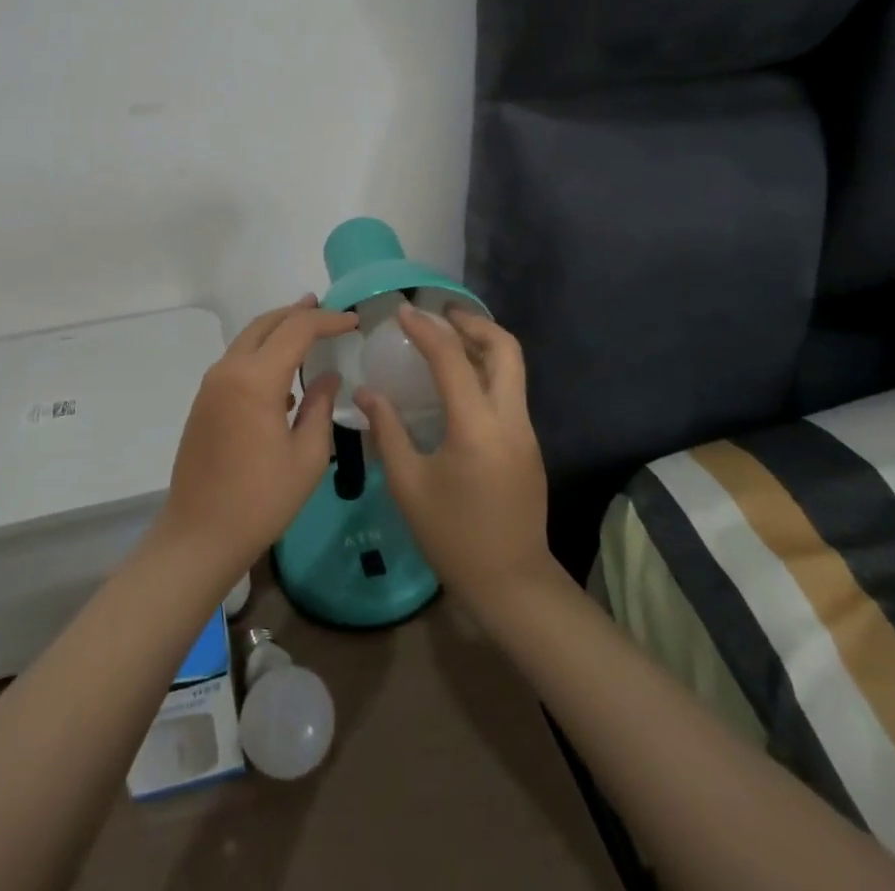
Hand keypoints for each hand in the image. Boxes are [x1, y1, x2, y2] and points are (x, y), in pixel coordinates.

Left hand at [155, 296, 358, 581]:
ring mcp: (211, 385)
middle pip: (266, 324)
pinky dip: (262, 352)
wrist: (198, 536)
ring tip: (308, 330)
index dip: (327, 321)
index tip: (353, 322)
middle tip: (327, 311)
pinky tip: (284, 373)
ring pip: (248, 339)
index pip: (296, 330)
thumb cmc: (261, 501)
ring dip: (278, 330)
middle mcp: (228, 370)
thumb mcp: (307, 457)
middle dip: (298, 313)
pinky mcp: (204, 401)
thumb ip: (321, 408)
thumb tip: (328, 378)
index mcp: (255, 379)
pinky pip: (237, 361)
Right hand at [357, 305, 555, 616]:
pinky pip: (510, 389)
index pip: (452, 359)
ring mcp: (525, 430)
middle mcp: (509, 419)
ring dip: (483, 343)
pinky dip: (487, 369)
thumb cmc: (452, 536)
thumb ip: (387, 431)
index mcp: (476, 427)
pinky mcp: (529, 443)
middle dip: (473, 323)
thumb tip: (366, 392)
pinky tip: (460, 380)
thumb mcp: (408, 485)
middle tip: (439, 315)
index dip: (426, 330)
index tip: (403, 312)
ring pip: (513, 367)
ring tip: (447, 338)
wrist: (511, 582)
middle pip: (505, 348)